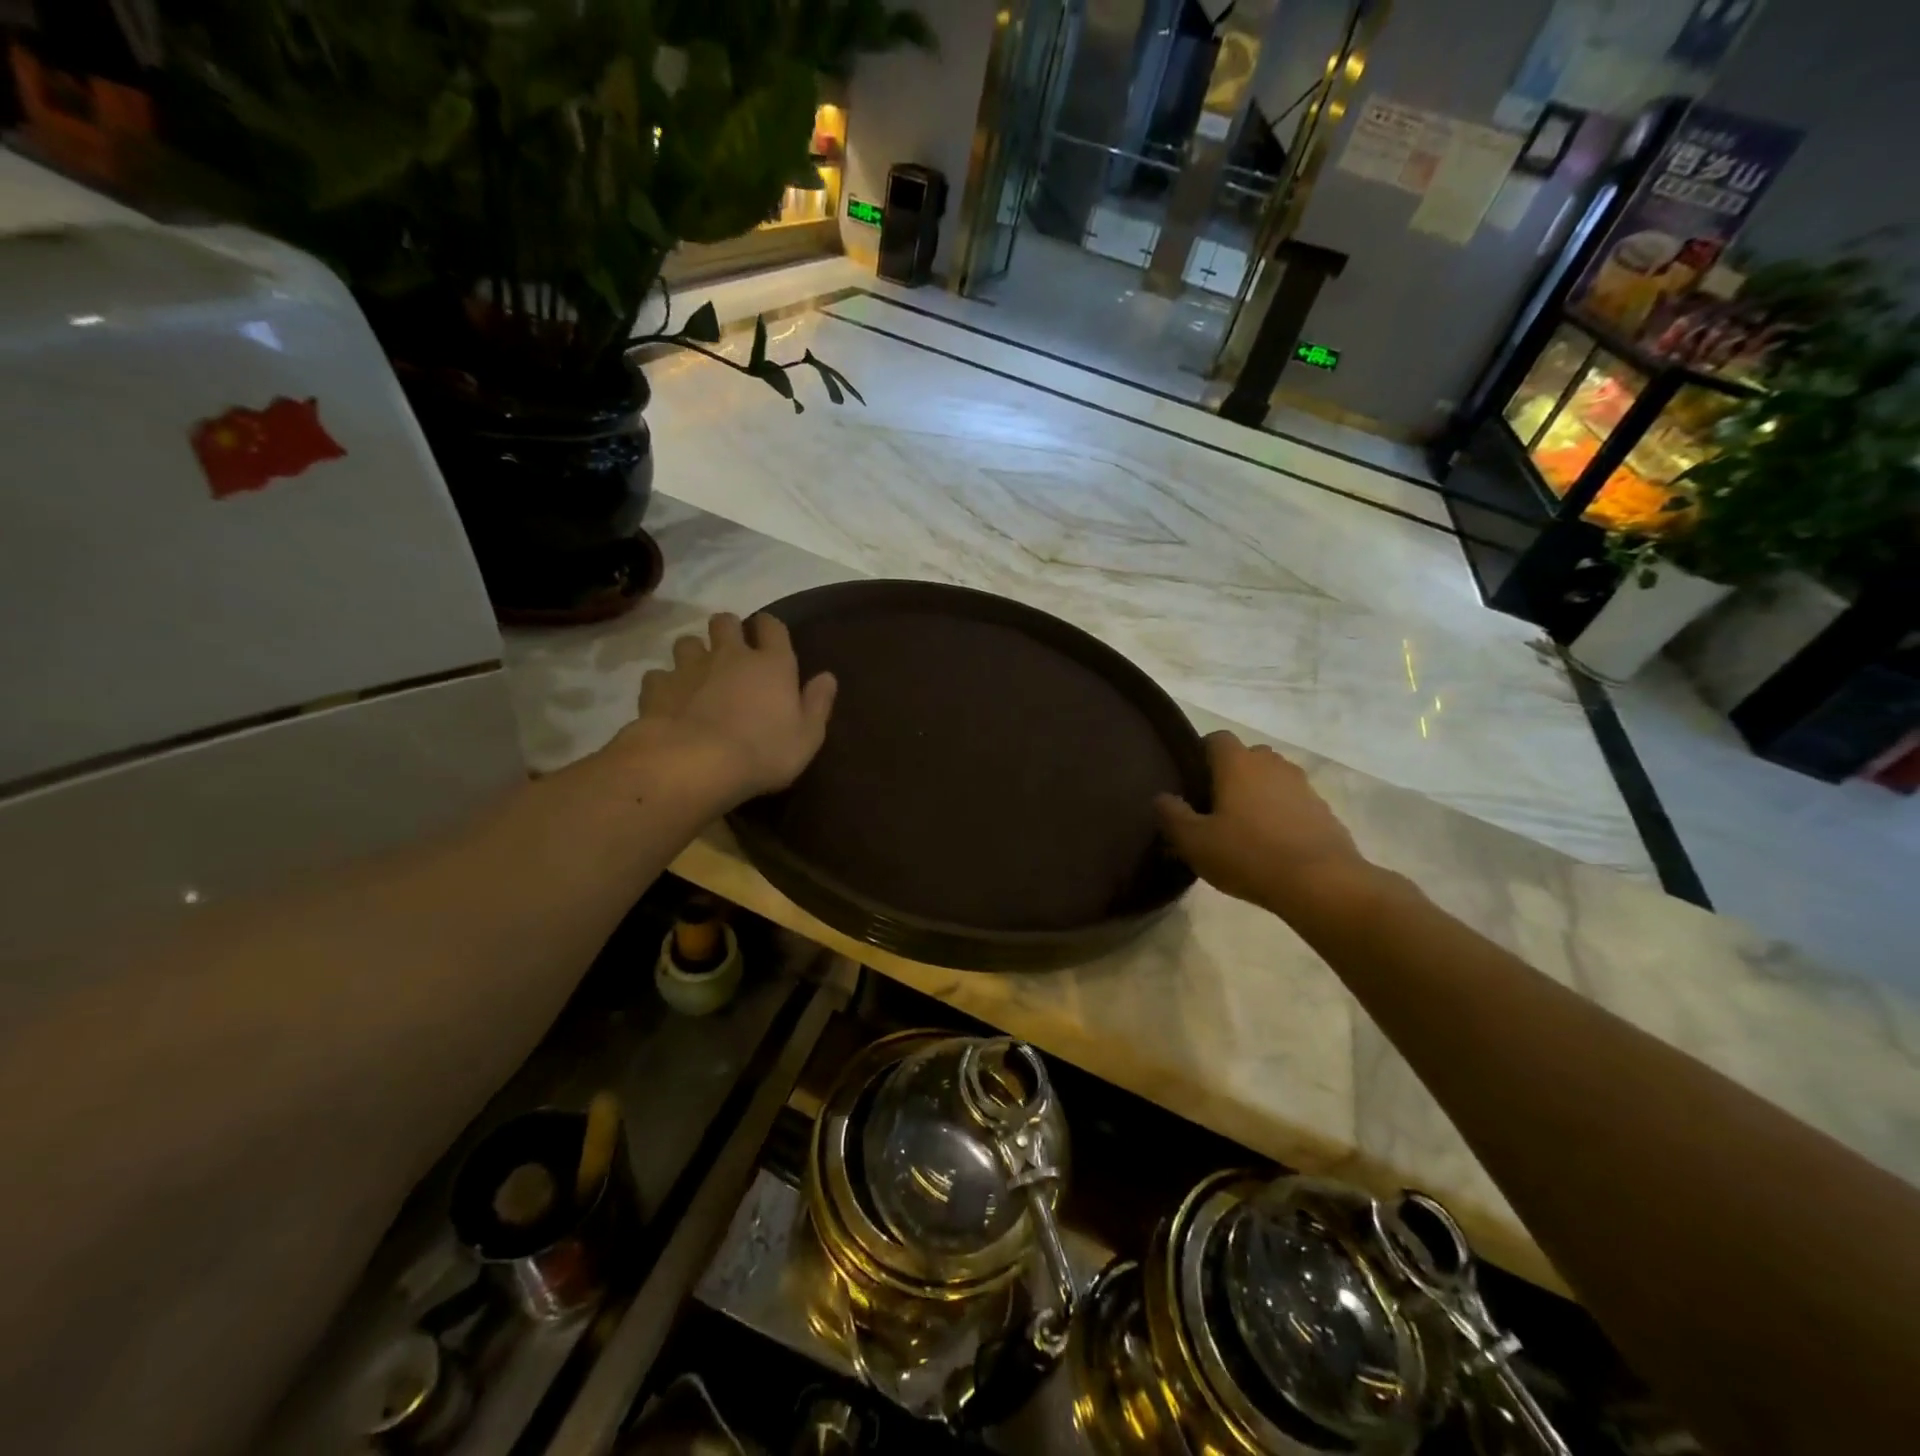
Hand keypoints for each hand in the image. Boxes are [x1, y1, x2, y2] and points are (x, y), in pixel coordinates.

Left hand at [623, 611, 837, 806]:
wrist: (694, 764)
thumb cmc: (763, 753)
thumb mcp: (807, 737)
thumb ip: (817, 704)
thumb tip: (827, 677)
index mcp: (772, 664)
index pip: (772, 626)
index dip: (769, 627)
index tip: (768, 636)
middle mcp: (730, 655)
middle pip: (724, 622)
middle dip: (728, 630)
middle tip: (730, 651)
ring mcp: (689, 668)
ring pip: (687, 642)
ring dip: (693, 653)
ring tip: (696, 674)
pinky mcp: (657, 687)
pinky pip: (658, 675)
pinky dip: (663, 684)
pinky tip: (668, 700)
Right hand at [1155, 732, 1370, 914]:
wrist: (1321, 883)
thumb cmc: (1248, 855)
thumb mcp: (1194, 841)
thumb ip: (1172, 815)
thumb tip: (1161, 797)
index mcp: (1238, 763)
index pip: (1216, 738)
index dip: (1201, 752)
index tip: (1191, 778)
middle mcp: (1272, 765)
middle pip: (1247, 756)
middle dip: (1231, 773)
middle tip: (1215, 805)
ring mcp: (1303, 786)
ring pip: (1273, 779)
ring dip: (1258, 794)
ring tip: (1245, 827)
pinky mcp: (1323, 811)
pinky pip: (1294, 802)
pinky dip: (1282, 814)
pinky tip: (1273, 844)